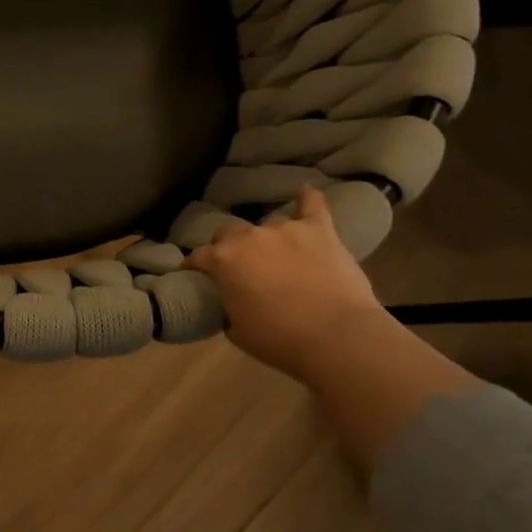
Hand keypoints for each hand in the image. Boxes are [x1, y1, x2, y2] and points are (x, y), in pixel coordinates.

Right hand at [184, 186, 387, 380]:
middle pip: (228, 232)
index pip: (197, 257)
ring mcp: (286, 230)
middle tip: (238, 267)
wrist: (338, 338)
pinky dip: (307, 199)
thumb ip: (227, 305)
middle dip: (228, 247)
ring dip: (266, 239)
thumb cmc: (279, 340)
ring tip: (275, 255)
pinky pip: (313, 205)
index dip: (193, 267)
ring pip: (268, 225)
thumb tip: (231, 299)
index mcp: (223, 261)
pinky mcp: (320, 230)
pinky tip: (304, 192)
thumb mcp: (236, 330)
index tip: (194, 276)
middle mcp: (249, 237)